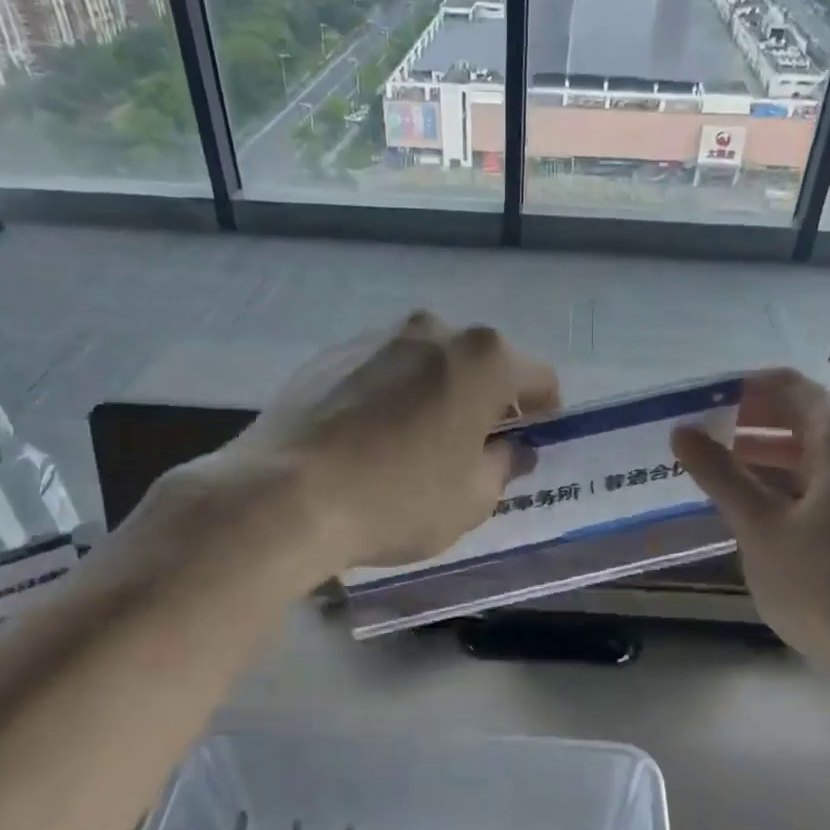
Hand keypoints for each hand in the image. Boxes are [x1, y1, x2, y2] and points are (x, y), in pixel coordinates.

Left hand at [148, 313, 558, 578]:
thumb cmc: (398, 498)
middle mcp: (433, 331)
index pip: (538, 377)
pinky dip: (391, 396)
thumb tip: (511, 450)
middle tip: (476, 446)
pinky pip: (382, 373)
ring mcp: (377, 338)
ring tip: (418, 444)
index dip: (544, 411)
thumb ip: (503, 466)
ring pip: (428, 365)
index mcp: (483, 358)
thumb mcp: (472, 498)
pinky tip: (371, 440)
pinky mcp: (331, 355)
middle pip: (481, 364)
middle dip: (487, 400)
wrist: (284, 495)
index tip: (534, 438)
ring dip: (437, 394)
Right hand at [673, 369, 829, 676]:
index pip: (784, 386)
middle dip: (744, 423)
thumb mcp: (760, 527)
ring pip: (807, 451)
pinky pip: (820, 480)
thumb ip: (720, 474)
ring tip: (709, 472)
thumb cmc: (826, 584)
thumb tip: (682, 431)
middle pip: (797, 415)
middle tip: (692, 440)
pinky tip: (747, 505)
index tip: (694, 405)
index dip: (737, 390)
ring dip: (760, 456)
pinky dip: (782, 483)